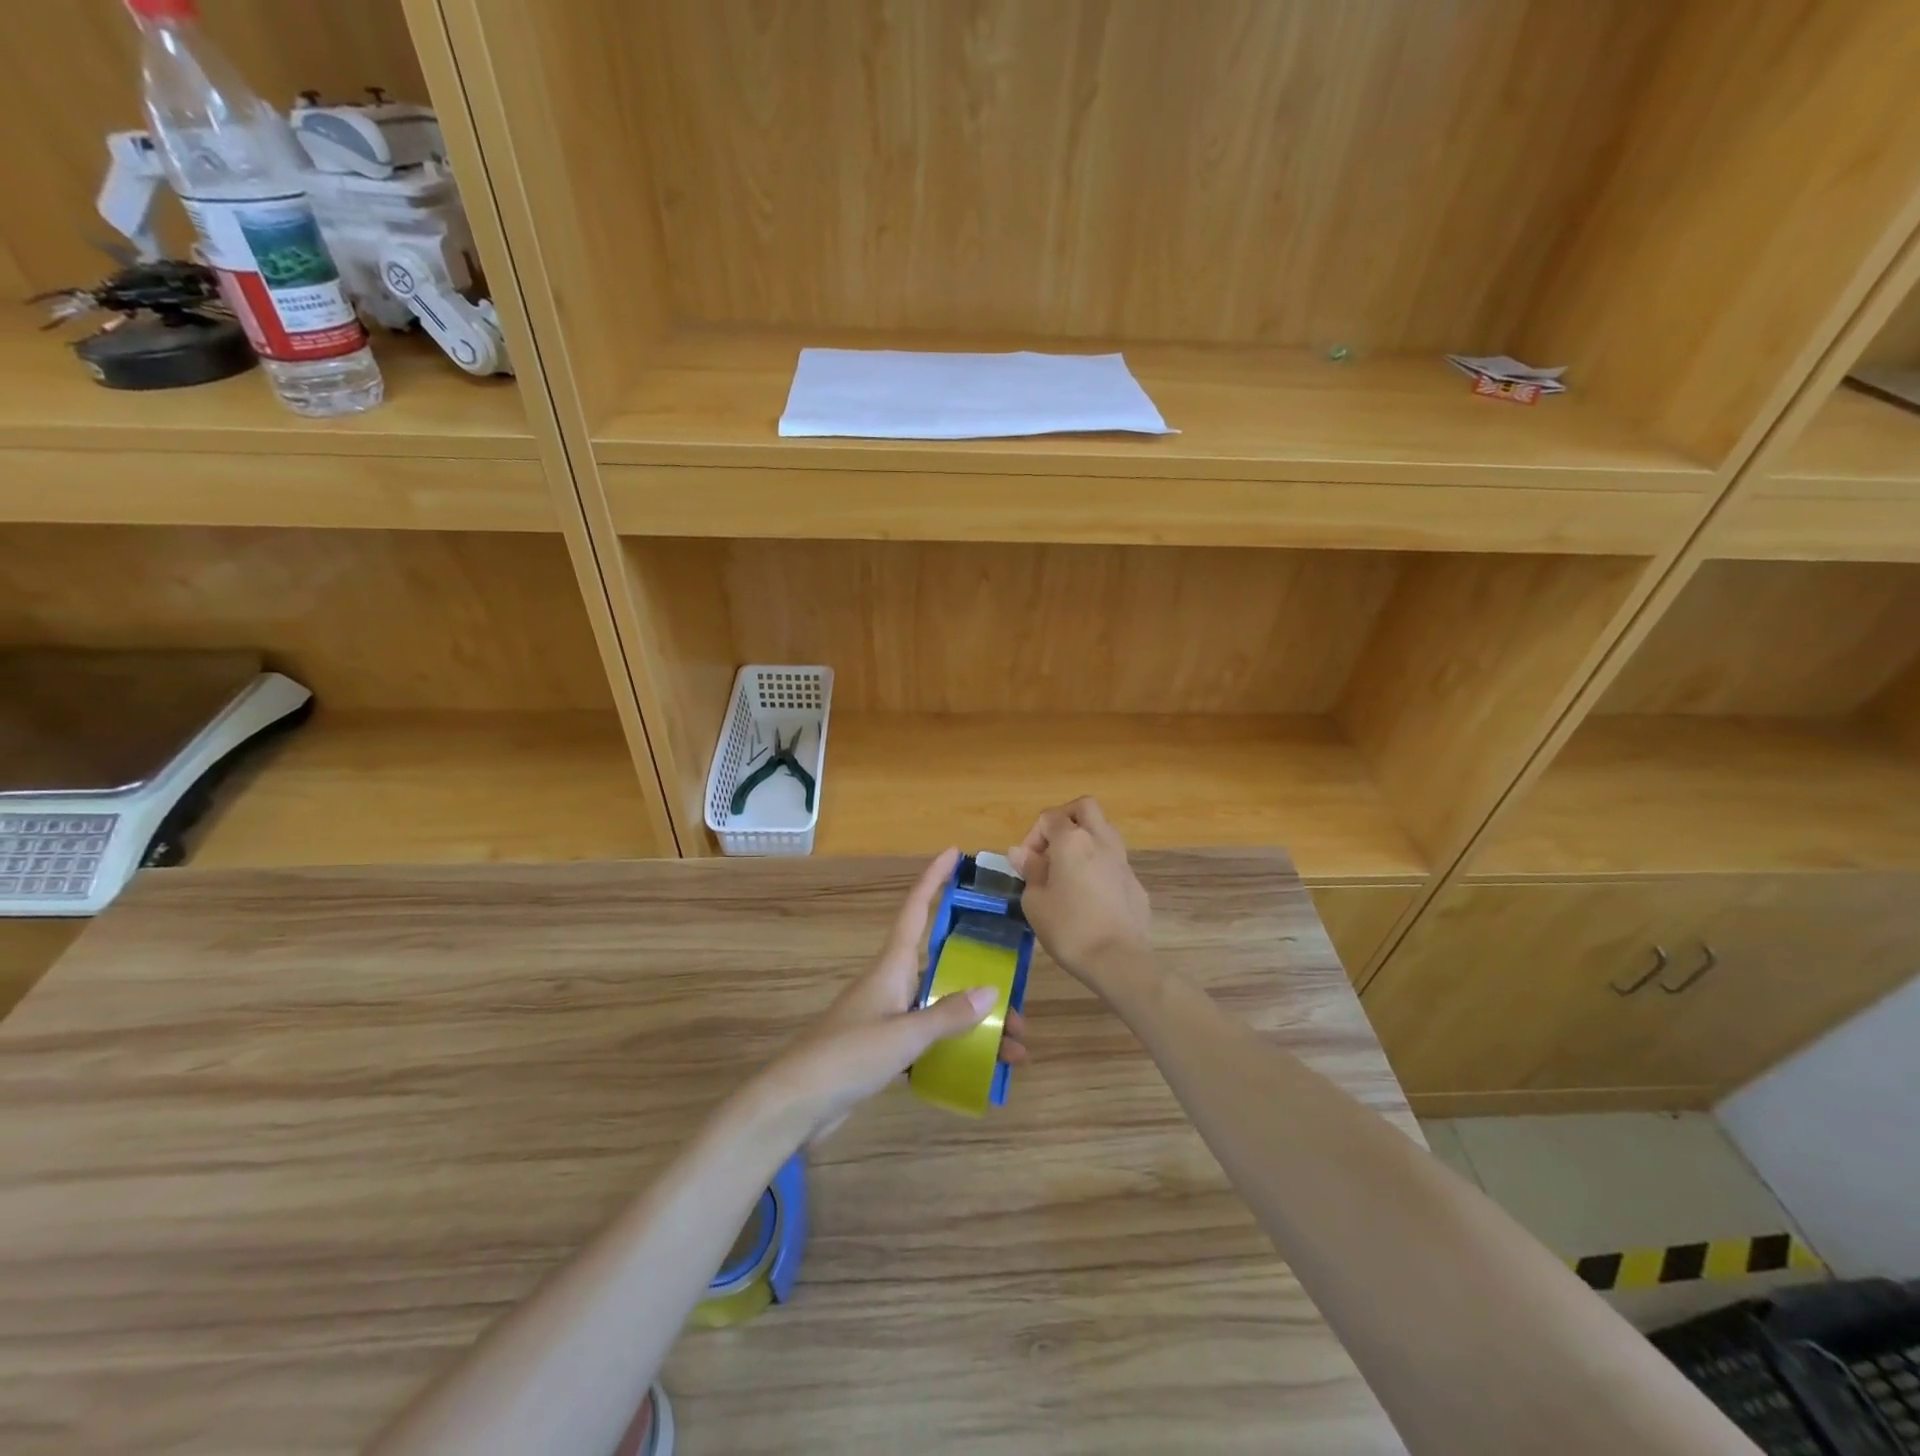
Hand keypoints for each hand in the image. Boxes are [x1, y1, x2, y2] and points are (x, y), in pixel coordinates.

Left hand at [757, 848, 1028, 1145]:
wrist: (797, 1103)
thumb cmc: (848, 1056)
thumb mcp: (903, 1035)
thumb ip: (947, 1014)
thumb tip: (991, 990)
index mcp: (892, 966)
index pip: (917, 909)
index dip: (934, 878)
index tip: (955, 853)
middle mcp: (892, 983)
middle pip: (944, 965)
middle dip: (982, 975)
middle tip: (1018, 992)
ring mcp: (887, 1017)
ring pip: (942, 1006)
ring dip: (977, 1022)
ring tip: (1016, 1047)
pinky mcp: (884, 1048)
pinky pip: (931, 1039)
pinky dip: (957, 1048)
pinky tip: (984, 1068)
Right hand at [1008, 798, 1151, 982]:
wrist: (1118, 959)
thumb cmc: (1069, 928)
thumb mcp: (1035, 901)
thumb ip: (1029, 871)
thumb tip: (1020, 853)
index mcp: (1072, 840)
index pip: (1049, 817)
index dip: (1032, 835)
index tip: (1027, 864)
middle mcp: (1101, 840)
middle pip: (1084, 808)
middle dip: (1064, 819)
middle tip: (1051, 847)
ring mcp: (1122, 861)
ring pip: (1103, 831)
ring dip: (1084, 840)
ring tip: (1068, 871)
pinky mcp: (1135, 883)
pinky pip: (1113, 861)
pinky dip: (1098, 866)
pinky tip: (1089, 896)